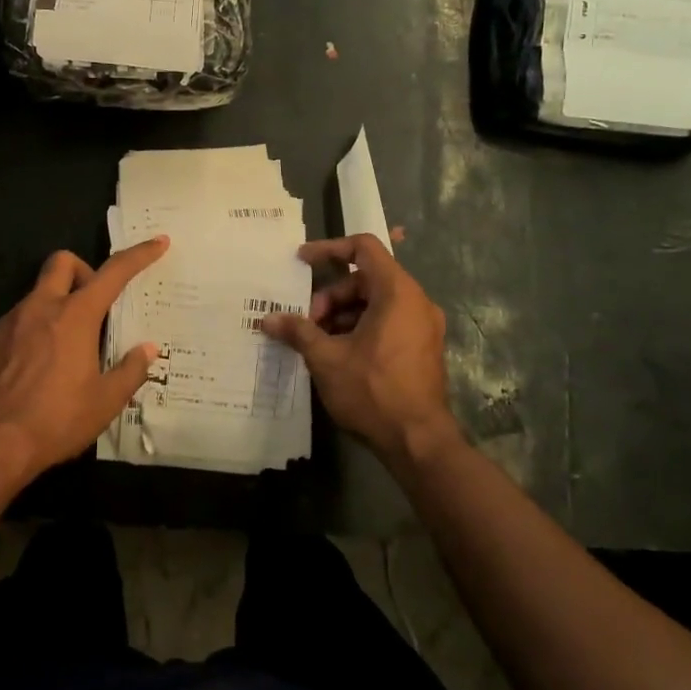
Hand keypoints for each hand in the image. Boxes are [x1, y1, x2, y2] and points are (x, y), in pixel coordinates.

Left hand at [0, 237, 168, 476]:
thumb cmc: (56, 420)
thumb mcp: (105, 402)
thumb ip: (130, 370)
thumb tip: (147, 349)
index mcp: (75, 316)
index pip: (114, 273)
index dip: (139, 255)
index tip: (158, 243)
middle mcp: (41, 308)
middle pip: (63, 262)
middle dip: (83, 271)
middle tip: (94, 307)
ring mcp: (10, 322)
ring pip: (38, 294)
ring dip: (57, 306)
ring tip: (66, 350)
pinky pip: (17, 321)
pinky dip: (34, 331)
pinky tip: (37, 368)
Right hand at [261, 234, 456, 465]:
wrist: (419, 442)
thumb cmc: (373, 391)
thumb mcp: (326, 358)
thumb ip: (297, 331)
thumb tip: (267, 319)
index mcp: (397, 292)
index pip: (364, 247)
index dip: (330, 248)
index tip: (302, 261)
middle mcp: (416, 302)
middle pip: (366, 278)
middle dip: (331, 296)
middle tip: (308, 324)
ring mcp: (423, 326)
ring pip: (376, 303)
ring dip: (343, 314)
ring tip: (319, 342)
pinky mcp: (423, 348)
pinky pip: (388, 322)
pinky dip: (361, 328)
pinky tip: (339, 355)